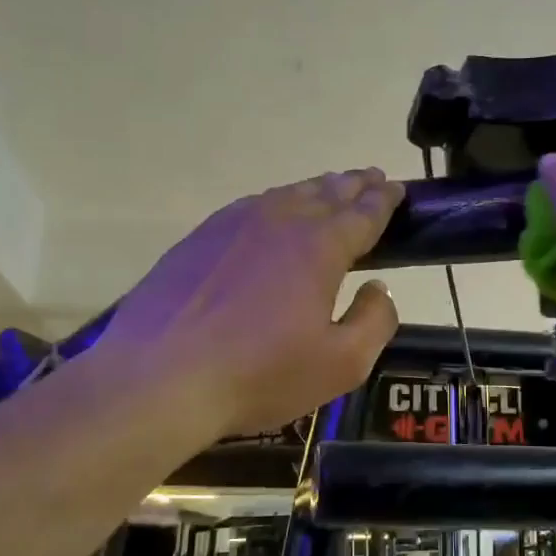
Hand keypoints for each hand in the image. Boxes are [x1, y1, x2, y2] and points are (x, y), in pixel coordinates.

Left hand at [89, 168, 404, 440]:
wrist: (158, 377)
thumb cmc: (259, 374)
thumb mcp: (341, 364)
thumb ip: (375, 321)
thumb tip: (378, 288)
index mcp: (320, 247)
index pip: (364, 212)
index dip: (385, 199)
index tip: (397, 188)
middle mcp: (280, 221)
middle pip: (326, 193)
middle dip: (354, 184)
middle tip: (373, 178)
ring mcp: (233, 224)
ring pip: (287, 195)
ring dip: (316, 189)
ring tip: (331, 187)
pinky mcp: (199, 238)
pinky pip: (251, 207)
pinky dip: (276, 202)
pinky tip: (274, 211)